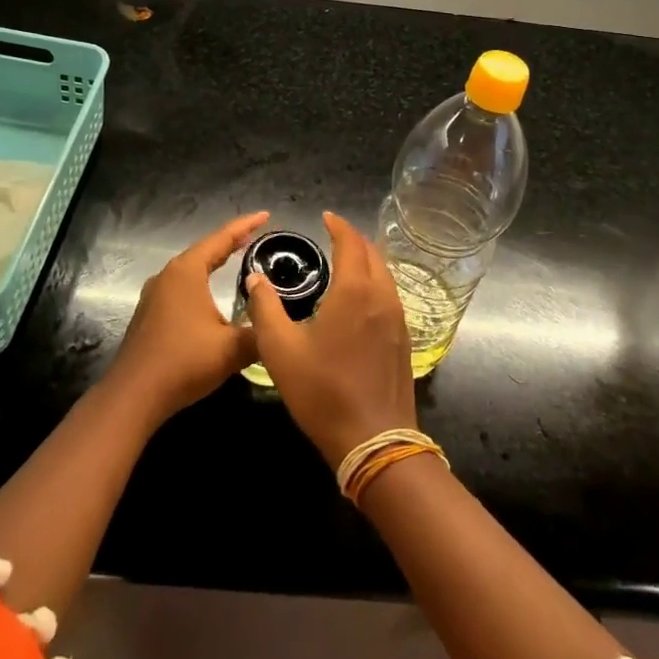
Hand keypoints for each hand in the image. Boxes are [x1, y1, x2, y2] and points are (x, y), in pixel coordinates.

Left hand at [109, 211, 269, 420]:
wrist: (134, 395)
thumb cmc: (184, 362)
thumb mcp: (232, 349)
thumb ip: (261, 334)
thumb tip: (279, 327)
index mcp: (187, 272)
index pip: (222, 239)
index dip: (246, 226)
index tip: (266, 215)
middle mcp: (168, 275)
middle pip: (204, 250)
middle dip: (230, 242)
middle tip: (255, 236)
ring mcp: (155, 294)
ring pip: (191, 269)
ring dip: (213, 262)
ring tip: (236, 259)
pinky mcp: (149, 314)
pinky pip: (181, 287)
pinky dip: (201, 281)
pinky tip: (210, 293)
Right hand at [245, 211, 416, 467]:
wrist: (374, 440)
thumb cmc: (323, 391)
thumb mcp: (280, 350)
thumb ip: (265, 309)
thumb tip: (254, 279)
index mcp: (354, 290)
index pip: (351, 242)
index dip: (339, 226)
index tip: (326, 217)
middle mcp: (382, 296)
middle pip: (373, 253)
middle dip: (354, 239)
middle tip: (333, 236)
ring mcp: (398, 318)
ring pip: (385, 274)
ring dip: (367, 260)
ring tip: (346, 262)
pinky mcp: (404, 340)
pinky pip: (391, 295)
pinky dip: (376, 282)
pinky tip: (361, 298)